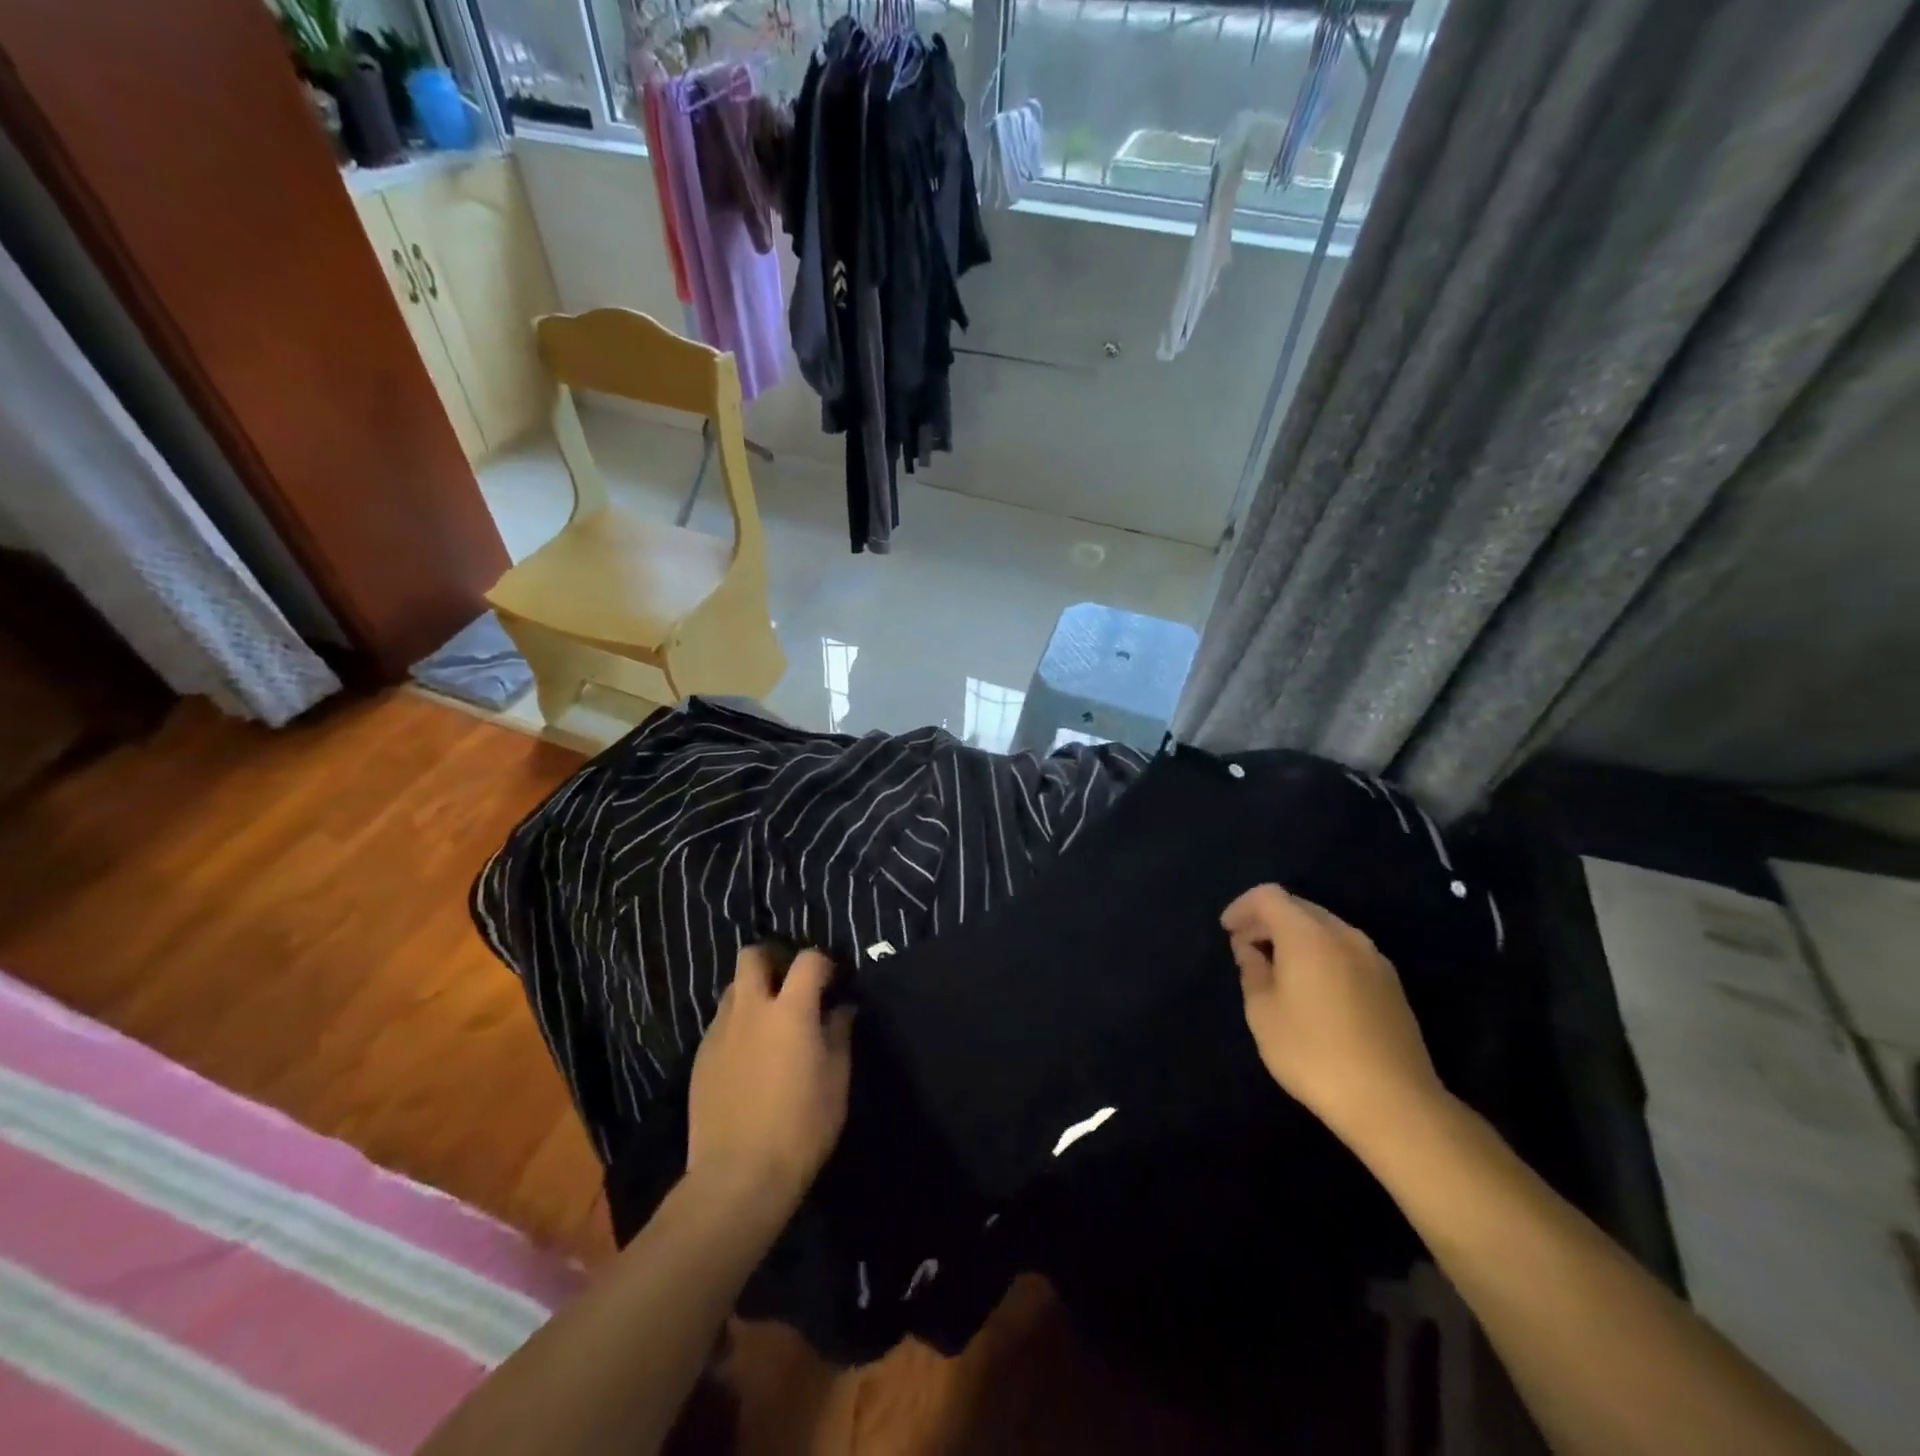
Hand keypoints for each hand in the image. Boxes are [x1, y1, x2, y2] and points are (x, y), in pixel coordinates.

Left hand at [686, 945, 853, 1208]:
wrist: (737, 1177)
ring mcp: (720, 1032)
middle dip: (773, 959)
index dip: (824, 963)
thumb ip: (839, 1034)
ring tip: (769, 1020)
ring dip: (753, 991)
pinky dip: (738, 1024)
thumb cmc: (800, 1127)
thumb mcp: (836, 1080)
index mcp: (790, 1010)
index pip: (808, 959)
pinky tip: (749, 1055)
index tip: (834, 982)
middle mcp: (750, 1009)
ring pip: (733, 988)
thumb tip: (843, 1008)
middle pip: (752, 956)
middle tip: (790, 984)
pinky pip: (720, 1023)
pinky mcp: (700, 1057)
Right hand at [1222, 884, 1445, 1149]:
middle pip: (1298, 907)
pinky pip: (1345, 950)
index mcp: (1308, 935)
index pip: (1269, 896)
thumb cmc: (1314, 1053)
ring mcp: (1373, 958)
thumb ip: (1252, 971)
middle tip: (1246, 949)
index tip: (1228, 932)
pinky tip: (1312, 989)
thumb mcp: (1263, 1013)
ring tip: (1277, 970)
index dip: (1242, 907)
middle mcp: (1344, 935)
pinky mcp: (1390, 984)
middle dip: (1268, 921)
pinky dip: (1320, 954)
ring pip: (1324, 928)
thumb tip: (1251, 950)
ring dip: (1295, 938)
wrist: (1393, 1103)